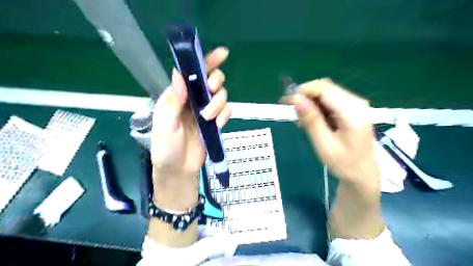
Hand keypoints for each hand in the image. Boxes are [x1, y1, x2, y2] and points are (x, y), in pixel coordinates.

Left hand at [151, 47, 230, 188]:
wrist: (179, 170)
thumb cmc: (166, 147)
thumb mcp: (165, 124)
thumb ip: (173, 100)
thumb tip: (179, 73)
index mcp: (178, 96)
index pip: (192, 72)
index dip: (206, 61)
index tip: (222, 54)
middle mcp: (193, 100)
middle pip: (212, 81)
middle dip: (215, 82)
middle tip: (211, 91)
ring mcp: (205, 111)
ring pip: (221, 96)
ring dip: (218, 104)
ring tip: (209, 118)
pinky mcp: (215, 122)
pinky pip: (227, 111)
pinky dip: (225, 115)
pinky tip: (217, 124)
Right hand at [282, 79, 379, 186]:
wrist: (363, 174)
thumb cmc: (344, 163)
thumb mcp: (323, 144)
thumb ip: (311, 120)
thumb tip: (296, 99)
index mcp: (352, 112)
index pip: (324, 89)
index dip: (303, 91)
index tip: (287, 101)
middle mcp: (357, 103)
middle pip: (326, 88)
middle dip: (306, 97)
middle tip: (294, 114)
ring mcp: (357, 105)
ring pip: (327, 93)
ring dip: (312, 104)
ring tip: (303, 122)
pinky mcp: (353, 109)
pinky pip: (331, 101)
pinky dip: (319, 108)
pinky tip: (314, 122)